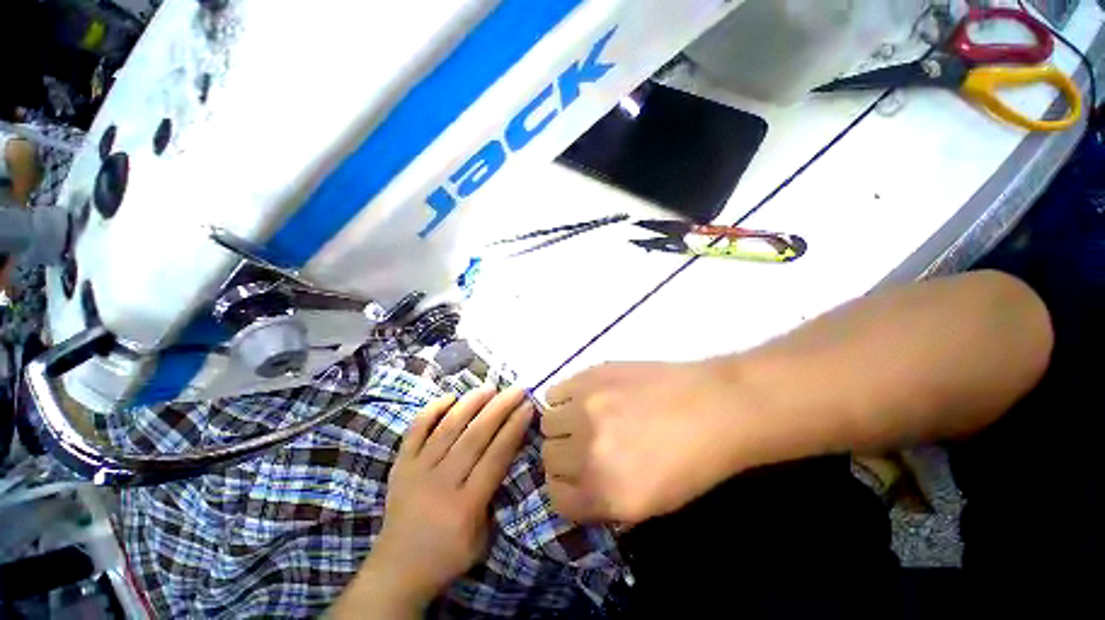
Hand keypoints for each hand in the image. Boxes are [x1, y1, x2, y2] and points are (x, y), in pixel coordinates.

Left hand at [358, 387, 533, 610]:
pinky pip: (415, 431)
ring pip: (448, 428)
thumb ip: (494, 496)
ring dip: (471, 403)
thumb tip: (505, 453)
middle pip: (475, 436)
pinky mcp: (401, 465)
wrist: (396, 570)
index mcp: (466, 505)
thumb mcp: (482, 537)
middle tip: (516, 389)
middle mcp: (442, 482)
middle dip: (500, 408)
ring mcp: (417, 471)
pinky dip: (431, 410)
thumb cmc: (448, 556)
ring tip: (489, 387)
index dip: (514, 428)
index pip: (496, 456)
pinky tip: (449, 396)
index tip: (528, 406)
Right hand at [542, 361, 744, 523]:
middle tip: (582, 445)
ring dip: (561, 425)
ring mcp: (586, 409)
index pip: (556, 498)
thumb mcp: (651, 505)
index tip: (574, 478)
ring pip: (547, 423)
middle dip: (563, 456)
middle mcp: (588, 452)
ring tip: (582, 418)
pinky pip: (555, 393)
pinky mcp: (590, 377)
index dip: (564, 489)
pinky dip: (563, 398)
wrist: (713, 407)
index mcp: (606, 493)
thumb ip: (604, 500)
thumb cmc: (692, 461)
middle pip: (548, 458)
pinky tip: (583, 397)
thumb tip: (576, 486)